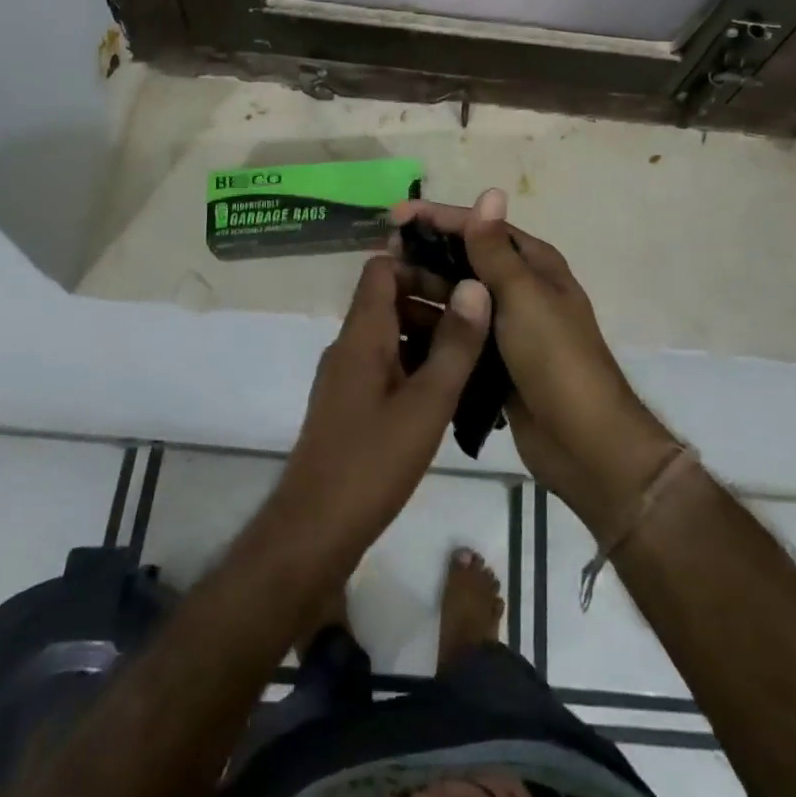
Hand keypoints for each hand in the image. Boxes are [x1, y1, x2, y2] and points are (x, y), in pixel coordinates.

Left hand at [270, 256, 489, 570]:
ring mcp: (347, 377)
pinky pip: (387, 366)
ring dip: (429, 338)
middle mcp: (350, 346)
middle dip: (434, 303)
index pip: (382, 269)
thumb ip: (454, 345)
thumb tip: (476, 286)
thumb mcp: (427, 402)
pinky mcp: (351, 405)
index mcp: (362, 334)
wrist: (314, 531)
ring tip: (475, 358)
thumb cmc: (373, 461)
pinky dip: (416, 367)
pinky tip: (449, 395)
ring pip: (391, 335)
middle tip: (480, 324)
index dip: (420, 265)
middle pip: (389, 299)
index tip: (462, 282)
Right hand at [390, 190, 676, 534]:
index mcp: (534, 265)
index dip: (438, 218)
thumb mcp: (523, 295)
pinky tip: (396, 328)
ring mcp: (506, 328)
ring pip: (457, 299)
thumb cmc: (554, 357)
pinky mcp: (494, 362)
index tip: (395, 215)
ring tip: (380, 291)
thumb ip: (495, 249)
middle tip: (380, 255)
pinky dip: (431, 328)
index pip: (480, 228)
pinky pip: (456, 334)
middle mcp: (520, 289)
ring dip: (422, 291)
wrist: (583, 442)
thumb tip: (491, 190)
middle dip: (425, 255)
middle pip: (464, 261)